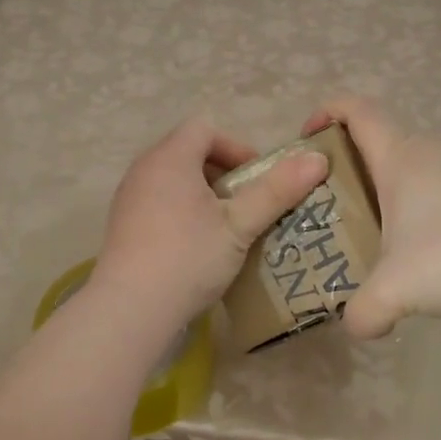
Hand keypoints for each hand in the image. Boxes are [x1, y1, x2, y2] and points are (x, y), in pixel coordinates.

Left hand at [91, 117, 328, 326]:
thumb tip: (317, 159)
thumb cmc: (188, 257)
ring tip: (227, 226)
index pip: (204, 128)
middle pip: (188, 151)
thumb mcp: (240, 225)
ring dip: (204, 194)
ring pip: (173, 179)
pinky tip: (197, 246)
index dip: (236, 147)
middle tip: (246, 204)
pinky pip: (158, 202)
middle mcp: (143, 169)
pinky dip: (182, 211)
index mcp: (169, 158)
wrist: (130, 310)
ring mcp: (128, 198)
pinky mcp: (123, 225)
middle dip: (223, 172)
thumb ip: (277, 190)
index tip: (257, 179)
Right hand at [302, 96, 440, 337]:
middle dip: (357, 165)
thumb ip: (362, 311)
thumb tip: (356, 326)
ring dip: (398, 191)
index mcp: (400, 156)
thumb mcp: (393, 291)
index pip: (357, 109)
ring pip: (421, 166)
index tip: (308, 138)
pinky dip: (433, 210)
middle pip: (386, 139)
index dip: (328, 111)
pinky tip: (437, 253)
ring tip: (385, 234)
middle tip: (338, 205)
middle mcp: (435, 151)